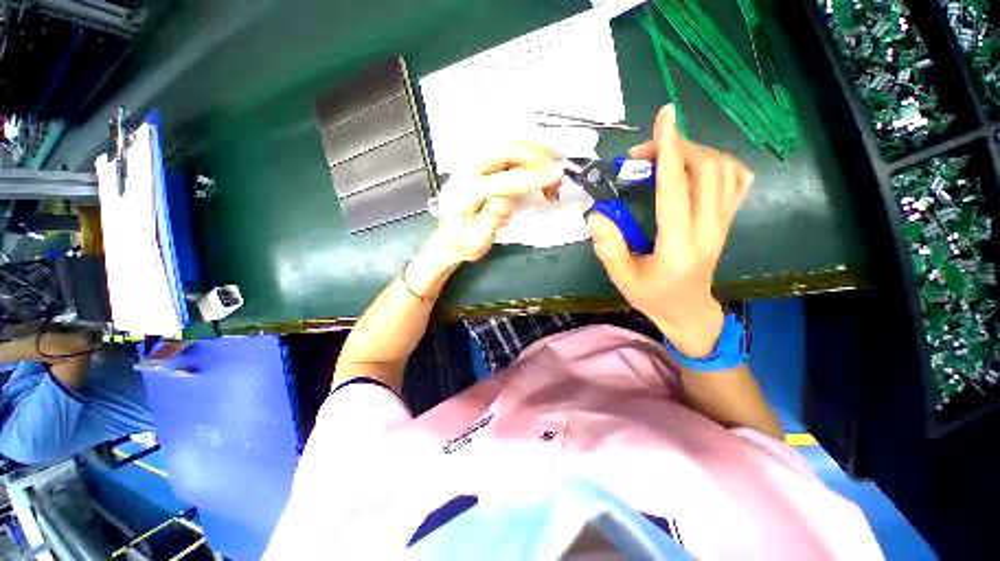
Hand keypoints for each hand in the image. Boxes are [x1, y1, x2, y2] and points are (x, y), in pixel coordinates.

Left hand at [425, 140, 563, 266]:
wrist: (449, 236)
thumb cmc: (463, 243)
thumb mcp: (476, 243)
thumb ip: (489, 223)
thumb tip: (505, 202)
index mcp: (465, 194)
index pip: (503, 180)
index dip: (532, 177)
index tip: (556, 176)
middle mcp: (465, 172)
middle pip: (503, 149)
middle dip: (536, 155)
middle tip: (557, 170)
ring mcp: (471, 162)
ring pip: (505, 141)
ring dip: (534, 148)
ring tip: (553, 163)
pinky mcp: (479, 161)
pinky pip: (506, 145)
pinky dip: (527, 148)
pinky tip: (539, 160)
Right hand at [588, 105, 753, 355]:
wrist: (688, 311)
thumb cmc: (652, 296)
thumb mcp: (622, 278)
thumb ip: (608, 247)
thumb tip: (597, 214)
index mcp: (678, 245)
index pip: (675, 190)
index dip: (669, 151)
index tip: (664, 118)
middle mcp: (708, 229)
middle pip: (706, 170)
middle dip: (675, 148)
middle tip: (641, 155)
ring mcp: (723, 224)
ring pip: (726, 170)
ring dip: (695, 153)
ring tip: (666, 158)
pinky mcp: (727, 221)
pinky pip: (737, 180)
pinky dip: (718, 163)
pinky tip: (695, 168)